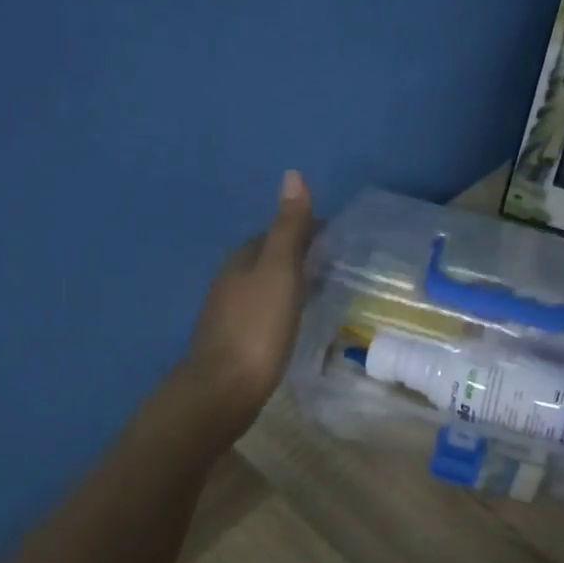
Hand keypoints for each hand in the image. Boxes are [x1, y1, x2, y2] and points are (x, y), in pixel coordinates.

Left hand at [181, 170, 315, 437]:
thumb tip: (293, 175)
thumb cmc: (257, 327)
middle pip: (269, 257)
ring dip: (290, 281)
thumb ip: (288, 228)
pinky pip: (263, 309)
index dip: (308, 230)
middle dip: (299, 254)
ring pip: (265, 284)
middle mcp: (231, 279)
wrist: (224, 387)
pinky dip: (282, 305)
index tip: (339, 236)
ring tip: (321, 288)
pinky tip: (294, 318)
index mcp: (243, 258)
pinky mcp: (234, 339)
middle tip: (337, 262)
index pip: (278, 231)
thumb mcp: (279, 272)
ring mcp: (229, 311)